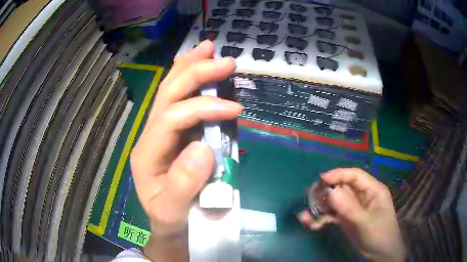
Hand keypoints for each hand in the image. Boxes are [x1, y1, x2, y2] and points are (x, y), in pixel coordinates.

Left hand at [130, 40, 241, 260]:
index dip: (203, 108)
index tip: (235, 110)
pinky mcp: (174, 133)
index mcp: (147, 152)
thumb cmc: (170, 217)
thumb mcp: (173, 210)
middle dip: (195, 73)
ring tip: (207, 48)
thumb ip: (184, 184)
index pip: (172, 118)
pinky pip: (179, 100)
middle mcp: (151, 135)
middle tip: (224, 60)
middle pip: (168, 94)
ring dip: (189, 67)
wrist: (169, 222)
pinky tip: (196, 65)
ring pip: (170, 91)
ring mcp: (161, 131)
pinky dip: (189, 79)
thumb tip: (204, 147)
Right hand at [298, 168, 405, 261]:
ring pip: (335, 203)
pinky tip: (312, 224)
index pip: (355, 176)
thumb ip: (349, 208)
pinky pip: (333, 215)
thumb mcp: (365, 222)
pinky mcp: (347, 220)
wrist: (380, 255)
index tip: (322, 179)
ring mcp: (353, 208)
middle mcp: (362, 196)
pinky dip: (322, 219)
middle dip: (326, 193)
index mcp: (372, 190)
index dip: (339, 174)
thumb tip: (330, 192)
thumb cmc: (380, 235)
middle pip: (342, 188)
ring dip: (321, 208)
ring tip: (305, 216)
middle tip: (310, 198)